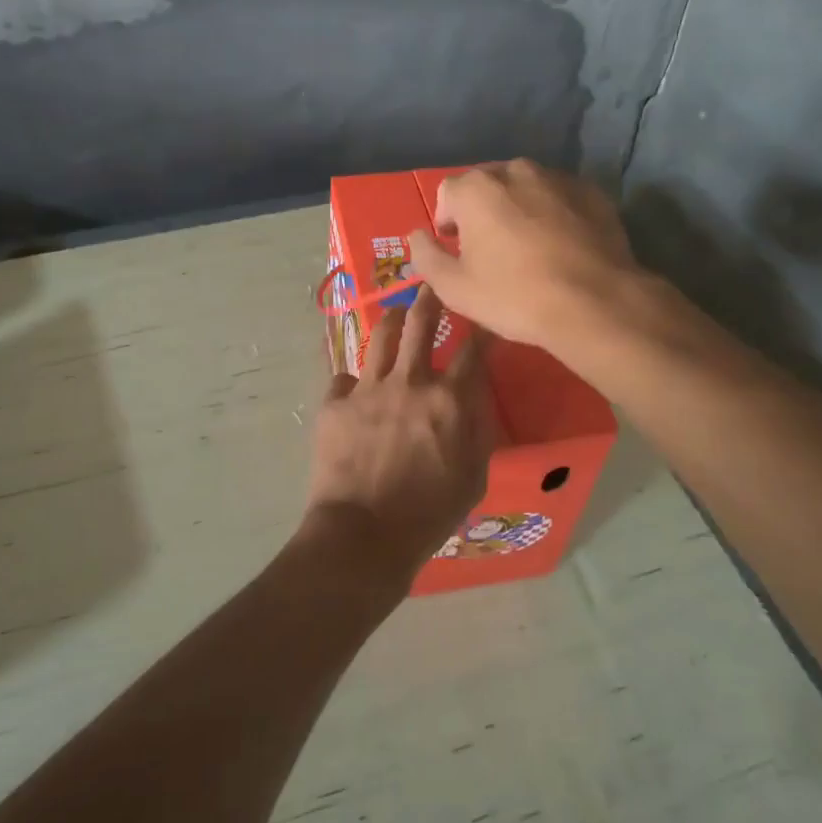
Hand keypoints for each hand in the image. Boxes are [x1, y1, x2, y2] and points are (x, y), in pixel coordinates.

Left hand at [306, 286, 492, 582]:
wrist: (363, 536)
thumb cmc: (427, 516)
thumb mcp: (473, 479)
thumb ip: (479, 432)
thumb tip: (478, 399)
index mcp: (448, 400)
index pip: (474, 350)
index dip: (483, 327)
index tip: (486, 313)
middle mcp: (409, 382)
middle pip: (421, 322)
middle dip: (430, 297)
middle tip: (433, 286)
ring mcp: (367, 388)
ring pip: (380, 335)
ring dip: (391, 320)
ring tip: (395, 315)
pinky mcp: (334, 402)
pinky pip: (344, 377)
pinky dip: (353, 380)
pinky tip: (354, 387)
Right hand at [407, 160, 639, 353]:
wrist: (595, 304)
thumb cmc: (514, 295)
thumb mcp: (454, 287)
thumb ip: (426, 255)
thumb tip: (416, 235)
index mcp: (476, 188)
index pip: (447, 193)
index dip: (447, 221)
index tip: (457, 250)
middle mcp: (515, 170)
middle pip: (487, 185)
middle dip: (482, 211)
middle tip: (491, 250)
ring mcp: (558, 178)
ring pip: (526, 188)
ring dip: (519, 209)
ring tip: (528, 248)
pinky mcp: (592, 193)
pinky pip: (560, 198)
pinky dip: (554, 213)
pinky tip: (561, 246)